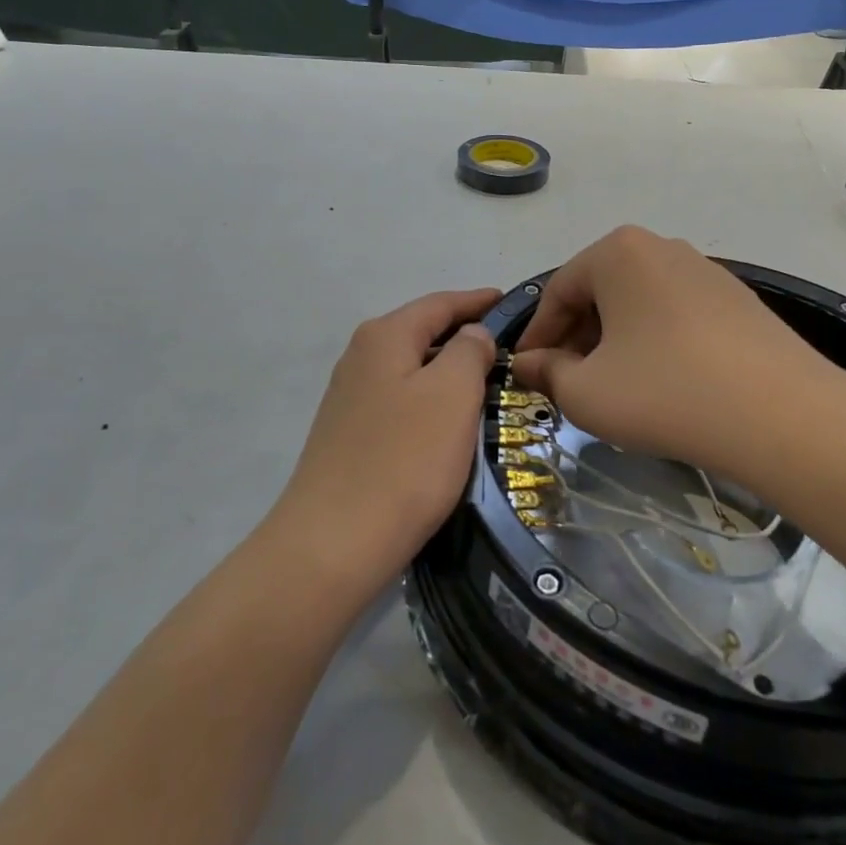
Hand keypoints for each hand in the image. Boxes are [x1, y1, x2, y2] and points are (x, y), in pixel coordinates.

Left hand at [271, 288, 499, 602]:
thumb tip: (471, 335)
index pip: (439, 303)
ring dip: (447, 372)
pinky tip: (448, 424)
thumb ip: (468, 351)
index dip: (477, 301)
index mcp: (384, 336)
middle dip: (464, 336)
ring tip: (488, 385)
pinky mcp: (349, 435)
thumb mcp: (451, 394)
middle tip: (509, 350)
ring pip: (411, 370)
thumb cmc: (404, 460)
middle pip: (422, 333)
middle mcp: (360, 357)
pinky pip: (400, 402)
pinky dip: (429, 402)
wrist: (333, 543)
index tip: (511, 304)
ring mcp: (350, 398)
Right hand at [514, 227, 845, 483]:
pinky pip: (676, 314)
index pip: (558, 292)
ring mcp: (705, 270)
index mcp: (616, 252)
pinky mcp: (738, 299)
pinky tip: (663, 382)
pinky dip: (656, 342)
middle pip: (600, 292)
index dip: (537, 336)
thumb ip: (547, 373)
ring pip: (639, 303)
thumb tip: (529, 364)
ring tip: (614, 386)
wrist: (783, 416)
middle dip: (577, 338)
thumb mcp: (587, 392)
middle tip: (567, 382)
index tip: (525, 372)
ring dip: (615, 341)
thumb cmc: (665, 393)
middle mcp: (661, 247)